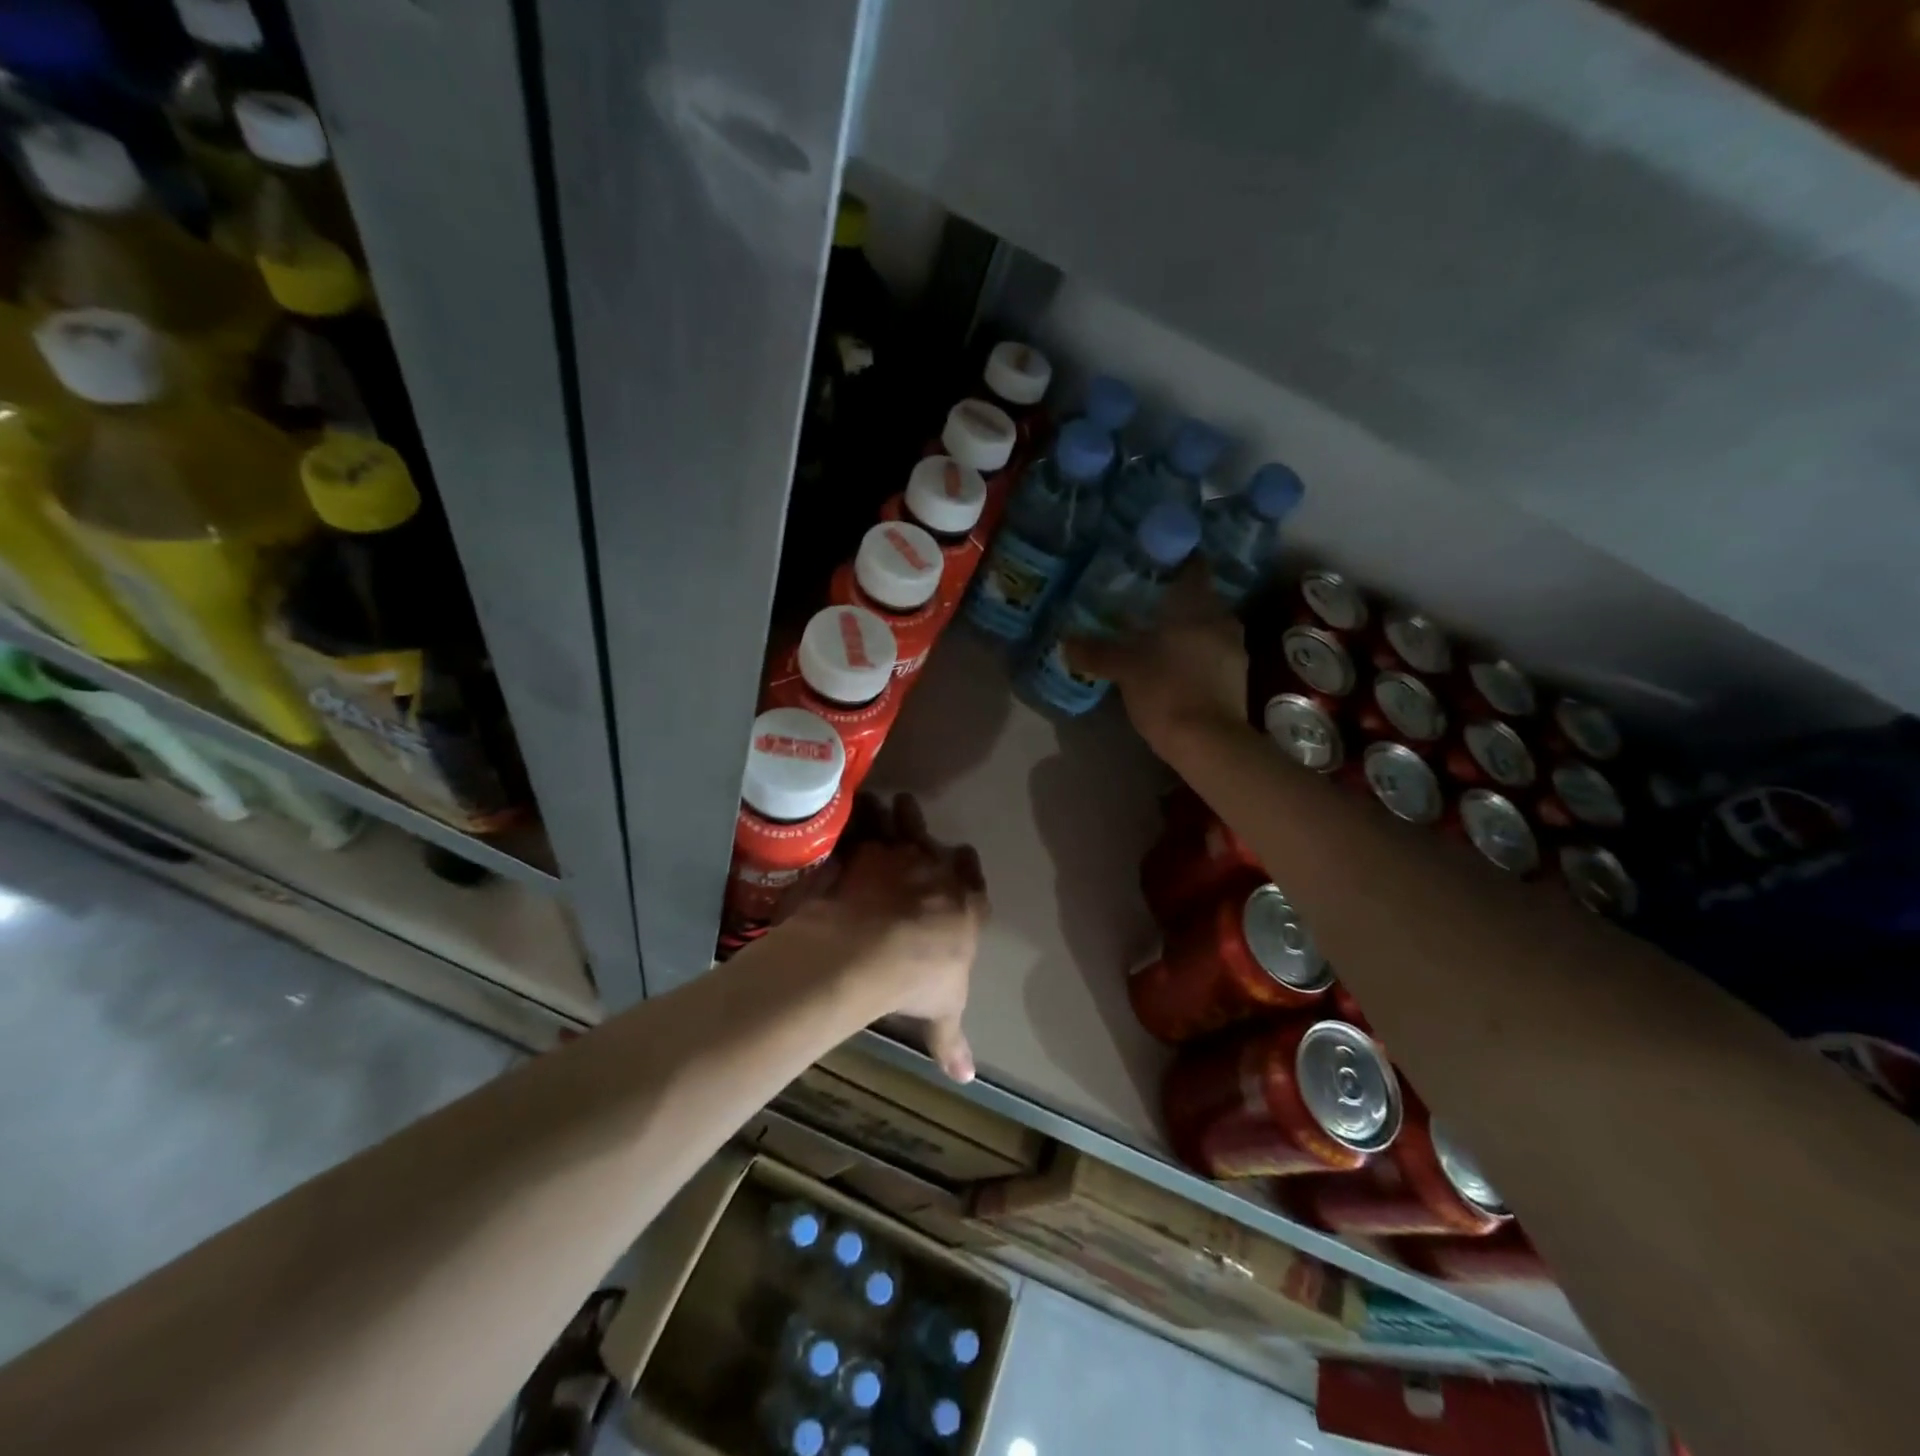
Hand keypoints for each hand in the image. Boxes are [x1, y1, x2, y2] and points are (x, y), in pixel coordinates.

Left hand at [797, 793, 987, 1082]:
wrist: (874, 949)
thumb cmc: (919, 981)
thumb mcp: (942, 1013)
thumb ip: (951, 1040)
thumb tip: (967, 1079)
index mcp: (965, 904)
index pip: (972, 877)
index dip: (966, 867)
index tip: (961, 857)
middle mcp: (936, 871)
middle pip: (933, 842)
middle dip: (923, 831)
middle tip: (913, 819)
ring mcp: (898, 855)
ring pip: (900, 822)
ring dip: (892, 813)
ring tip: (881, 801)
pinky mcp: (862, 849)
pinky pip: (860, 824)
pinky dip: (854, 816)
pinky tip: (846, 809)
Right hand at [1063, 566, 1248, 756]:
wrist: (1209, 743)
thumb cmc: (1167, 691)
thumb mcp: (1125, 669)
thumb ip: (1096, 652)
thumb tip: (1065, 641)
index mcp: (1199, 607)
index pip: (1193, 568)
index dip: (1175, 561)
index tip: (1153, 563)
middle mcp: (1223, 621)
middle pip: (1200, 599)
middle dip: (1175, 600)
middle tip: (1145, 602)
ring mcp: (1235, 651)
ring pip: (1207, 628)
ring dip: (1186, 629)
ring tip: (1155, 636)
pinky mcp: (1236, 679)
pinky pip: (1212, 653)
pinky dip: (1193, 653)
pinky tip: (1172, 665)